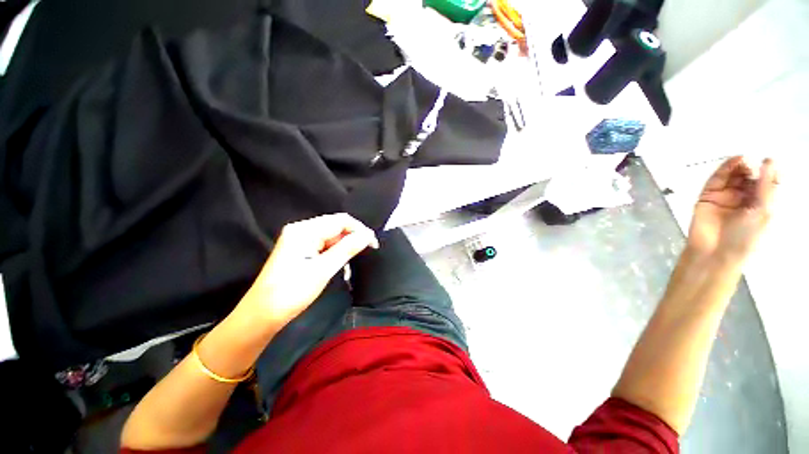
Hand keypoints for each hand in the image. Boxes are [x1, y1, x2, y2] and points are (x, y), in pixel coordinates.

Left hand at [238, 214, 377, 328]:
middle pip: (336, 226)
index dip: (360, 229)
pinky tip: (340, 264)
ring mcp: (299, 239)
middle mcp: (301, 229)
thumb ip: (347, 249)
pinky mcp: (300, 249)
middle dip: (353, 237)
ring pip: (331, 236)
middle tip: (367, 251)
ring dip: (345, 247)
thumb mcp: (323, 270)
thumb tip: (367, 235)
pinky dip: (335, 252)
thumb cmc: (291, 293)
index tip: (373, 244)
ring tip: (352, 262)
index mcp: (304, 231)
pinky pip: (324, 244)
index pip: (340, 220)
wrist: (262, 315)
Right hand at [688, 157, 777, 262]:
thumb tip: (769, 161)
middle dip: (751, 168)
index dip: (768, 172)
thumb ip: (766, 187)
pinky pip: (716, 179)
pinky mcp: (707, 196)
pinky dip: (725, 169)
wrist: (715, 251)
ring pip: (732, 176)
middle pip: (748, 177)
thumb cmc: (745, 237)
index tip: (769, 163)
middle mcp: (744, 199)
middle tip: (752, 163)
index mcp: (761, 204)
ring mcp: (725, 197)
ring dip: (739, 166)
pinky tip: (733, 162)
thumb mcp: (764, 212)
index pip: (766, 183)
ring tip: (743, 160)